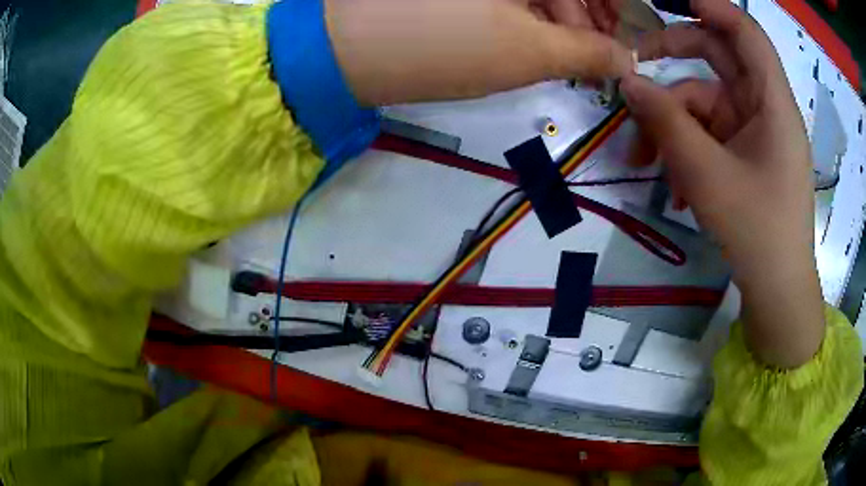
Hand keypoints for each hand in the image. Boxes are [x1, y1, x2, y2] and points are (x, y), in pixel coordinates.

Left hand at [325, 0, 634, 104]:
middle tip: (599, 50)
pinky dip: (529, 9)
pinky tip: (530, 35)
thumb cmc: (444, 44)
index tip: (623, 34)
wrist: (347, 48)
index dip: (616, 5)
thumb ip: (588, 52)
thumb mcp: (529, 52)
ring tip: (564, 51)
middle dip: (589, 12)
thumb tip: (625, 58)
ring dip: (560, 14)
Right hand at [620, 0, 824, 367]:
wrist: (776, 289)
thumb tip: (628, 82)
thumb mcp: (707, 176)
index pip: (745, 32)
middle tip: (635, 64)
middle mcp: (764, 107)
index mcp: (772, 102)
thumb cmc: (756, 232)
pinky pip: (711, 134)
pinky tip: (675, 187)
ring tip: (645, 162)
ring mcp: (754, 131)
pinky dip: (688, 150)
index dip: (710, 6)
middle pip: (718, 58)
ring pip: (707, 102)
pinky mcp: (745, 154)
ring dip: (673, 123)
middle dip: (675, 56)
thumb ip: (666, 122)